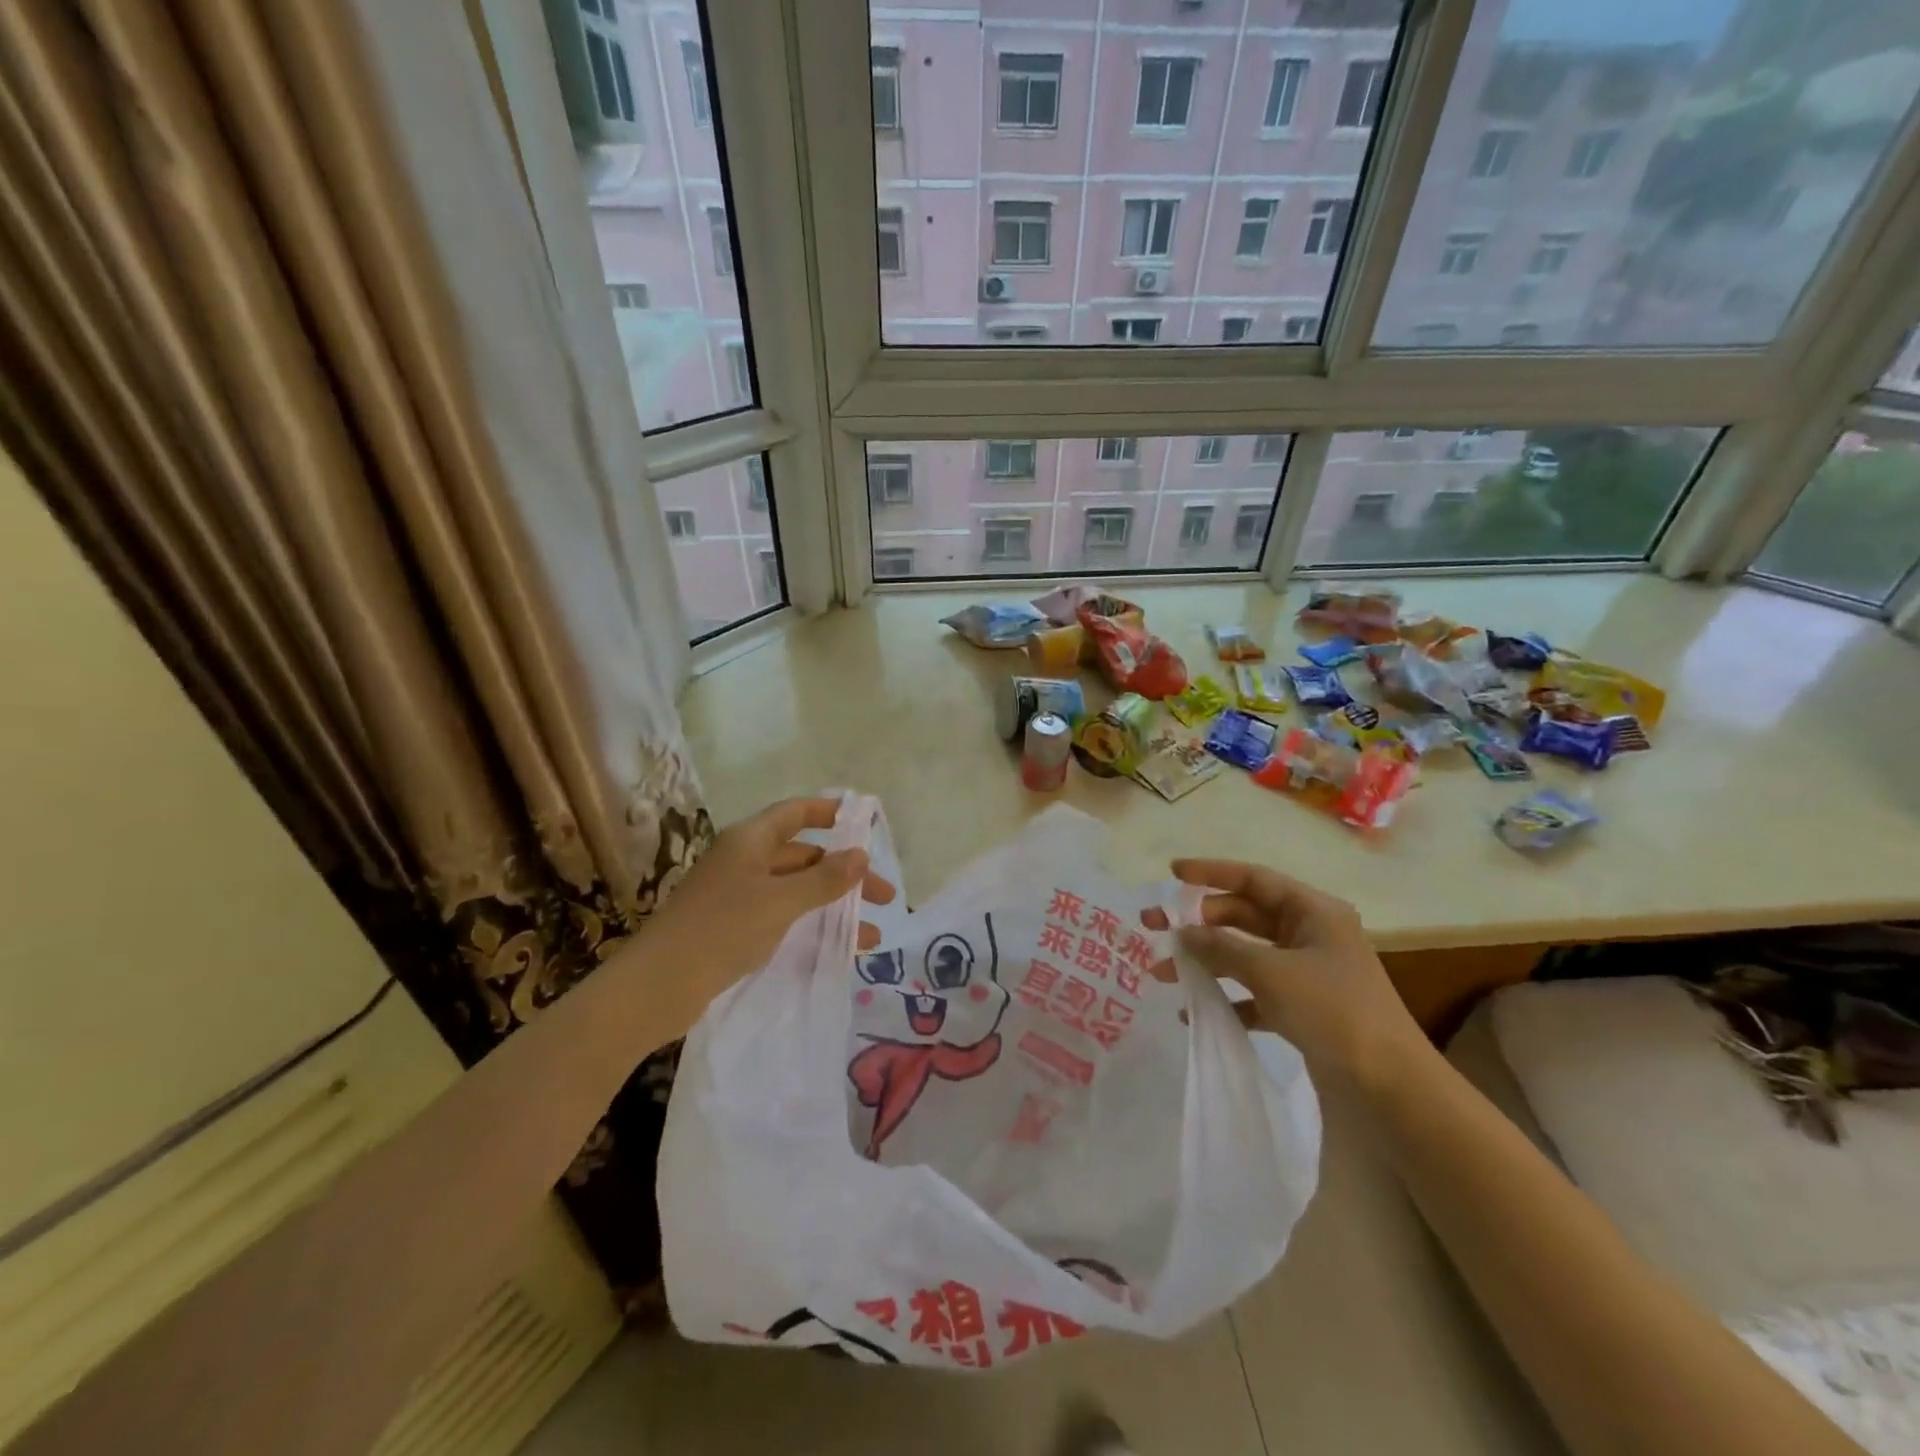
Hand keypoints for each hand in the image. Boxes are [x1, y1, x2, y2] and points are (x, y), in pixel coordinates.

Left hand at [640, 797, 893, 1028]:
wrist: (656, 987)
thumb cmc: (721, 930)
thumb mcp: (780, 902)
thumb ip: (824, 880)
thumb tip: (860, 855)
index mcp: (750, 841)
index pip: (796, 813)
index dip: (829, 812)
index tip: (864, 822)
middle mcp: (744, 861)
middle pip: (803, 857)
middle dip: (845, 874)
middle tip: (884, 898)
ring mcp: (737, 896)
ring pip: (796, 892)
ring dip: (832, 907)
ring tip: (870, 936)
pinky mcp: (733, 929)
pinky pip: (782, 917)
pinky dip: (811, 927)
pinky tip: (835, 950)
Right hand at [1167, 859, 1426, 1086]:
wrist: (1391, 1088)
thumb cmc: (1334, 1011)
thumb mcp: (1271, 973)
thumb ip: (1222, 948)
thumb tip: (1183, 933)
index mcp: (1313, 912)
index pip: (1253, 878)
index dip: (1210, 872)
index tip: (1171, 873)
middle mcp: (1310, 934)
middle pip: (1243, 916)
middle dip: (1198, 922)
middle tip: (1153, 927)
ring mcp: (1307, 972)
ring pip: (1245, 954)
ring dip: (1206, 961)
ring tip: (1163, 973)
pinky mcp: (1304, 1008)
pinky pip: (1255, 992)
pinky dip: (1227, 998)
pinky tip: (1196, 1013)